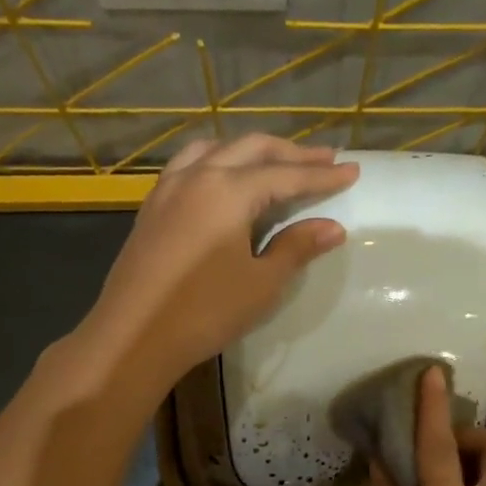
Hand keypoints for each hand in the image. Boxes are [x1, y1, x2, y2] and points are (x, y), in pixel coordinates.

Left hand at [84, 135, 358, 391]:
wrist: (133, 336)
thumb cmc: (205, 311)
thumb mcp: (262, 283)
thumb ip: (297, 247)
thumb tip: (332, 227)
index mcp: (228, 190)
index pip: (286, 175)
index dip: (322, 175)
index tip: (352, 170)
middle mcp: (197, 175)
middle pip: (251, 149)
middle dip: (291, 153)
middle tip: (324, 158)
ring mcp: (169, 188)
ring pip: (216, 149)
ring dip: (251, 151)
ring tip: (276, 161)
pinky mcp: (152, 206)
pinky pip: (190, 164)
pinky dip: (218, 160)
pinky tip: (224, 178)